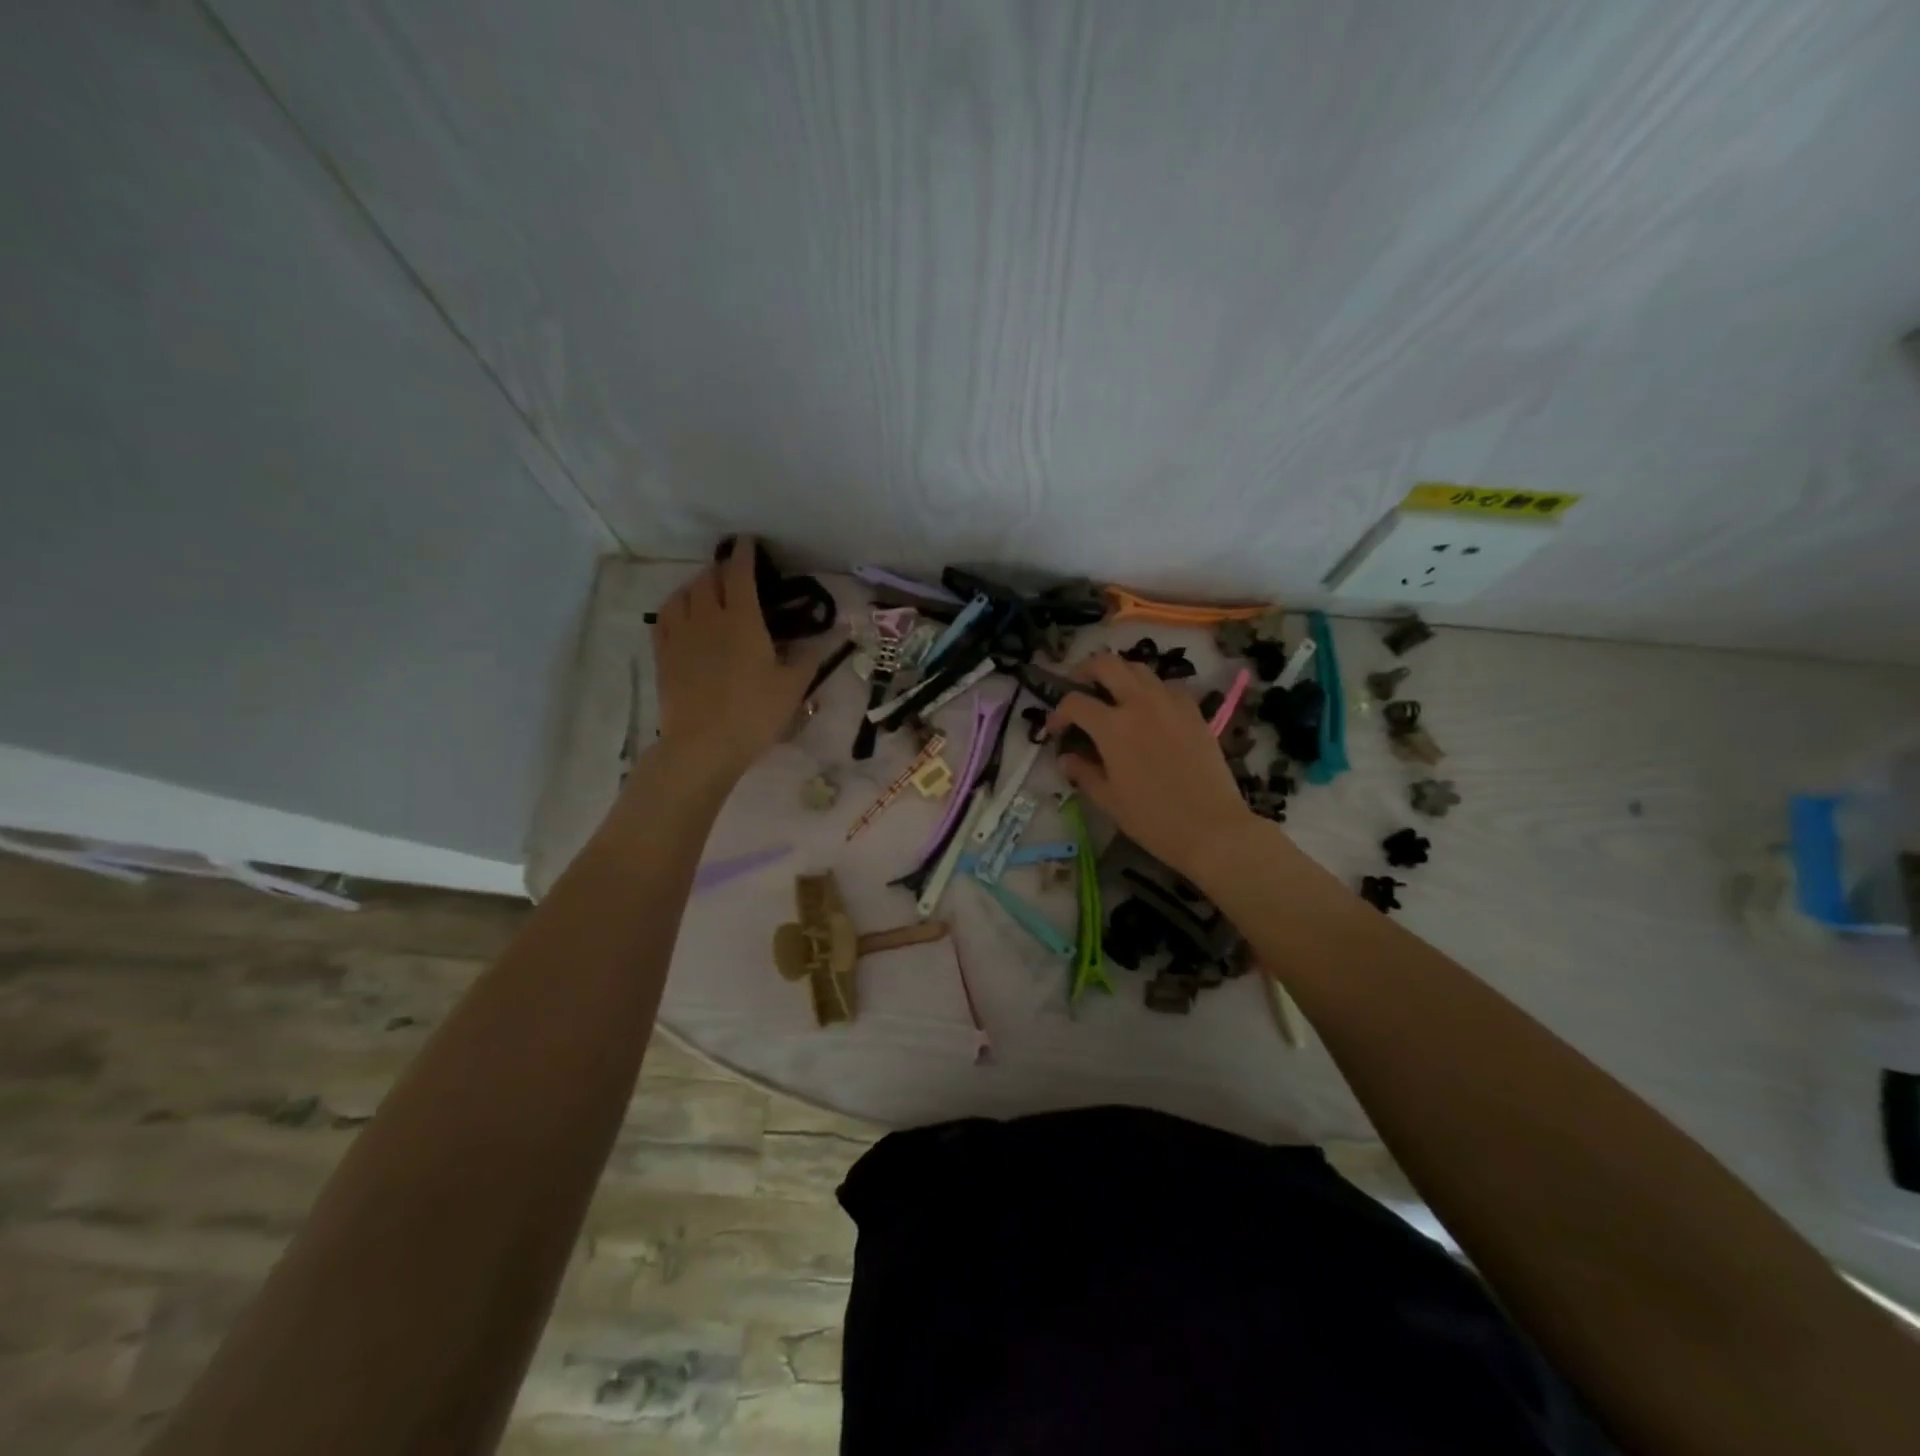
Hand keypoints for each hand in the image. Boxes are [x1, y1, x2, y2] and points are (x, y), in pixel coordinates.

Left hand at [651, 539, 826, 787]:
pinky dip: (676, 604)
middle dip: (722, 568)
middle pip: (709, 579)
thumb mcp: (792, 687)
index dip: (745, 554)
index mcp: (742, 620)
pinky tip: (682, 611)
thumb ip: (810, 656)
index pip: (741, 574)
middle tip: (735, 572)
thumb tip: (836, 633)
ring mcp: (680, 634)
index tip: (748, 542)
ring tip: (708, 589)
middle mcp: (708, 617)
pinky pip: (664, 616)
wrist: (703, 745)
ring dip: (697, 584)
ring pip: (684, 593)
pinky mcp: (663, 654)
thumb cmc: (754, 714)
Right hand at [1046, 652, 1256, 881]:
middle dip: (1085, 671)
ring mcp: (1170, 704)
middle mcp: (1140, 704)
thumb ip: (1083, 772)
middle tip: (1079, 688)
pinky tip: (1149, 709)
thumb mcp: (1108, 800)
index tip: (1055, 729)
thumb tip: (1066, 757)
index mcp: (1112, 727)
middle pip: (1107, 664)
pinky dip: (1151, 689)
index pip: (1075, 702)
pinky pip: (1168, 686)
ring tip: (1112, 695)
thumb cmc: (1153, 819)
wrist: (1212, 828)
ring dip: (1119, 675)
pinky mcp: (1194, 712)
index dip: (1058, 713)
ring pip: (1139, 668)